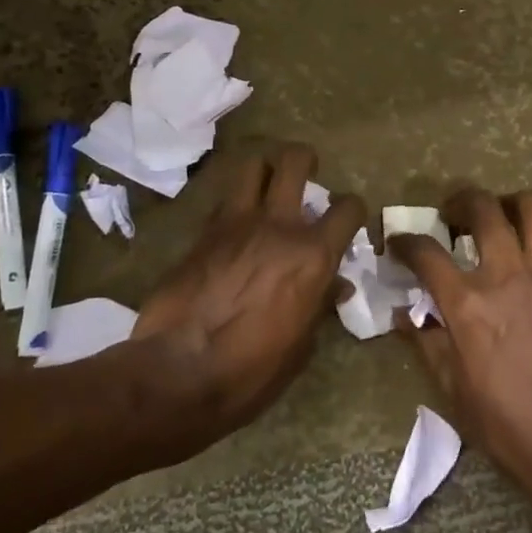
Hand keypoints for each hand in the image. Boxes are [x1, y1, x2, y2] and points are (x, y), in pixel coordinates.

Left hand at [133, 143, 364, 441]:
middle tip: (306, 172)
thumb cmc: (251, 371)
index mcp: (313, 256)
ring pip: (253, 166)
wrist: (178, 372)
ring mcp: (236, 223)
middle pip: (294, 161)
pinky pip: (224, 201)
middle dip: (304, 159)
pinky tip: (234, 224)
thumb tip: (334, 286)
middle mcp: (278, 226)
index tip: (347, 218)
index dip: (353, 209)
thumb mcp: (300, 346)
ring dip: (264, 171)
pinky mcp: (202, 232)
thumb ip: (319, 305)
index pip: (348, 208)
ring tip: (266, 187)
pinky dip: (234, 204)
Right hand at [390, 188, 531, 525]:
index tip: (398, 243)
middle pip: (483, 208)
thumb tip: (404, 317)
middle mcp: (508, 277)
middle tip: (453, 213)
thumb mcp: (454, 393)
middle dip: (461, 199)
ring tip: (499, 219)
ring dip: (509, 205)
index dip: (406, 242)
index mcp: (469, 304)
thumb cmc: (509, 428)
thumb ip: (428, 344)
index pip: (427, 253)